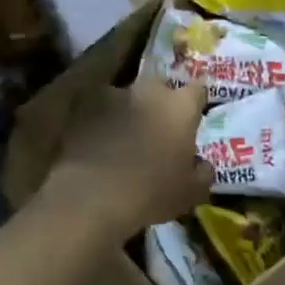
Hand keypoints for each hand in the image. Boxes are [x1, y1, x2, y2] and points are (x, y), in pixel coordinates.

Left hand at [37, 77, 211, 241]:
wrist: (92, 197)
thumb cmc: (152, 193)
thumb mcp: (190, 193)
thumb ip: (203, 173)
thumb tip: (203, 165)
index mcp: (180, 107)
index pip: (198, 90)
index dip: (196, 103)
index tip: (194, 118)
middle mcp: (148, 91)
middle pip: (160, 86)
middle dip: (161, 102)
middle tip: (158, 127)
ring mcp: (112, 95)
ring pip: (126, 96)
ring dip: (128, 110)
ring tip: (123, 136)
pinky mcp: (81, 107)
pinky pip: (96, 108)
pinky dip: (98, 120)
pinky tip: (96, 140)